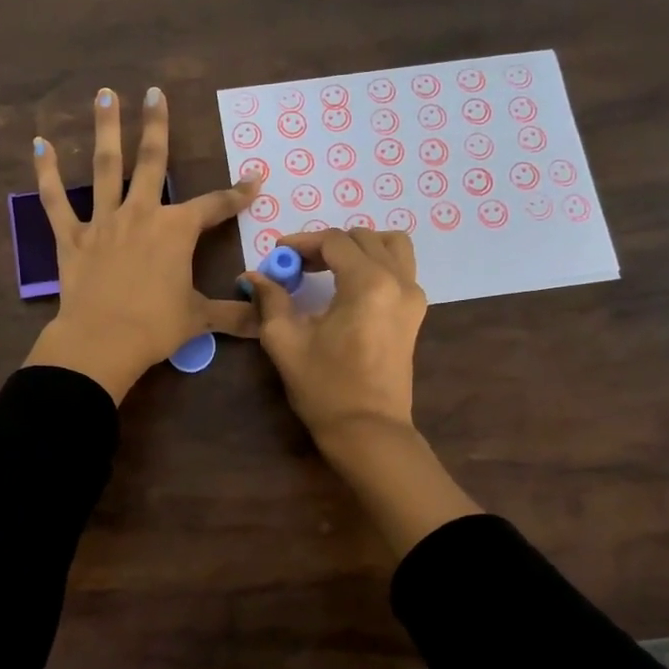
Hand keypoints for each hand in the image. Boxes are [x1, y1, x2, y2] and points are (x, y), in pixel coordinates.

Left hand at [23, 87, 257, 402]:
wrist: (102, 341)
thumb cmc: (156, 326)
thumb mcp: (199, 318)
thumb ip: (234, 315)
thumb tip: (266, 323)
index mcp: (176, 230)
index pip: (214, 206)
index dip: (237, 194)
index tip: (254, 179)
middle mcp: (141, 214)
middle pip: (152, 161)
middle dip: (157, 125)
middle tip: (154, 91)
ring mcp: (104, 221)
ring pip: (106, 166)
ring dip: (106, 129)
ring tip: (105, 94)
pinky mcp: (72, 237)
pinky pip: (56, 201)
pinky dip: (47, 174)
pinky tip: (40, 145)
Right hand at [248, 227, 479, 555]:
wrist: (368, 431)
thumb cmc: (325, 387)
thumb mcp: (286, 341)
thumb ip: (270, 300)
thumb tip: (253, 276)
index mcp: (368, 283)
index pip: (334, 241)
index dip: (302, 243)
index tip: (277, 256)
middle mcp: (398, 281)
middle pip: (363, 238)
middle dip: (327, 244)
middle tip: (297, 265)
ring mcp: (413, 297)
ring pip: (391, 246)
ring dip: (358, 247)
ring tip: (328, 267)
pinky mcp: (415, 313)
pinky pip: (400, 268)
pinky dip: (375, 263)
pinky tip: (347, 285)